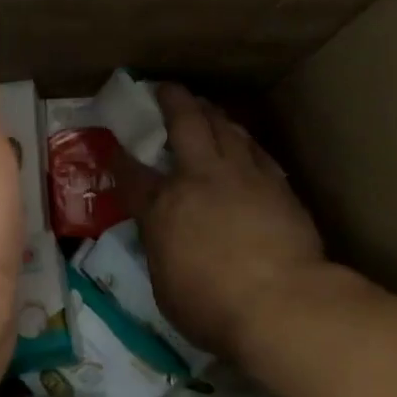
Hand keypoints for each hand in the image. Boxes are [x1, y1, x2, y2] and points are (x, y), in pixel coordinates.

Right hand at [132, 85, 327, 360]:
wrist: (282, 302)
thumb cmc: (213, 308)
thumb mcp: (166, 287)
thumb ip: (163, 251)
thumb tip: (165, 238)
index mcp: (163, 209)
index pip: (133, 175)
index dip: (120, 158)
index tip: (113, 144)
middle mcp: (200, 180)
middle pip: (185, 125)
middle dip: (173, 101)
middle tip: (166, 88)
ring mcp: (242, 177)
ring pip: (225, 129)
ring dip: (212, 113)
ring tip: (205, 106)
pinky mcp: (277, 184)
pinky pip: (255, 150)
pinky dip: (243, 140)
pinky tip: (243, 140)